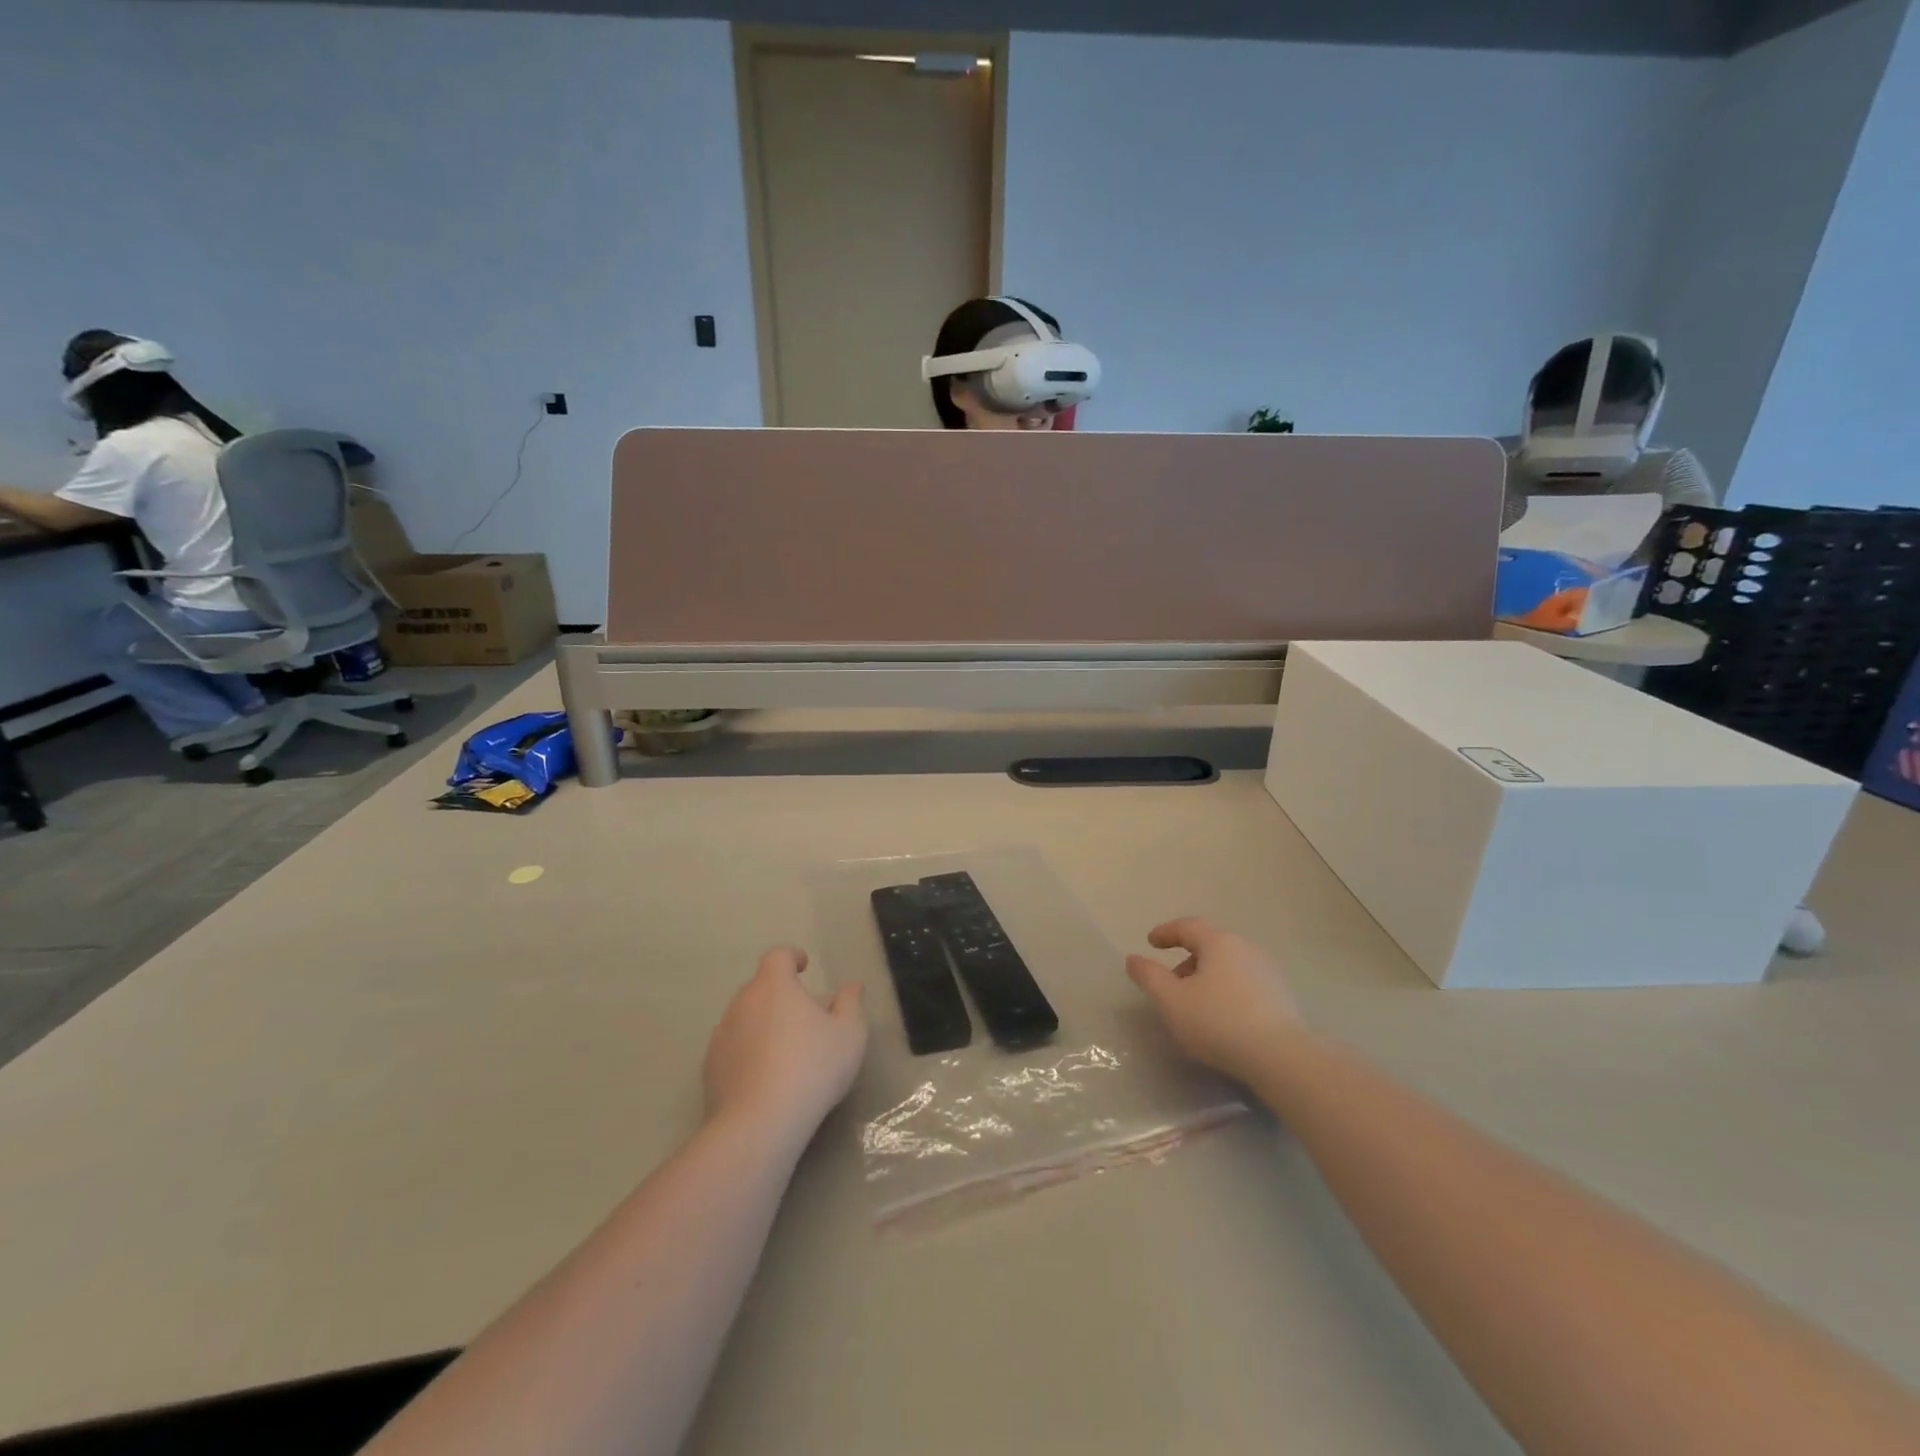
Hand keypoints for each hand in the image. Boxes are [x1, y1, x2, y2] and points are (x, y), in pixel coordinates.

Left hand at [704, 947, 866, 1141]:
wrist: (759, 1123)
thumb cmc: (812, 1068)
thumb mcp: (849, 1034)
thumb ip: (850, 1004)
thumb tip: (851, 987)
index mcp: (774, 986)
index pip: (778, 956)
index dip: (791, 957)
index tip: (804, 967)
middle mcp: (743, 1002)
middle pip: (760, 987)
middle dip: (780, 994)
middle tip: (803, 1016)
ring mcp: (722, 1035)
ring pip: (745, 1017)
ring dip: (763, 1024)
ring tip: (784, 1049)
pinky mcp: (710, 1068)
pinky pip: (733, 1048)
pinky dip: (747, 1052)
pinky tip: (764, 1076)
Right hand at [1126, 918, 1305, 1086]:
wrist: (1282, 1058)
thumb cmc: (1219, 1022)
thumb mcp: (1172, 1001)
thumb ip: (1149, 977)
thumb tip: (1133, 958)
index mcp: (1219, 943)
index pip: (1188, 927)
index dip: (1166, 932)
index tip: (1151, 942)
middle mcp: (1246, 949)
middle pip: (1210, 945)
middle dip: (1187, 960)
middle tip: (1170, 982)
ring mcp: (1268, 972)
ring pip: (1228, 965)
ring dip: (1207, 977)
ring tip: (1195, 1004)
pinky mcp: (1282, 996)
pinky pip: (1245, 983)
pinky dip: (1227, 990)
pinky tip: (1222, 1017)